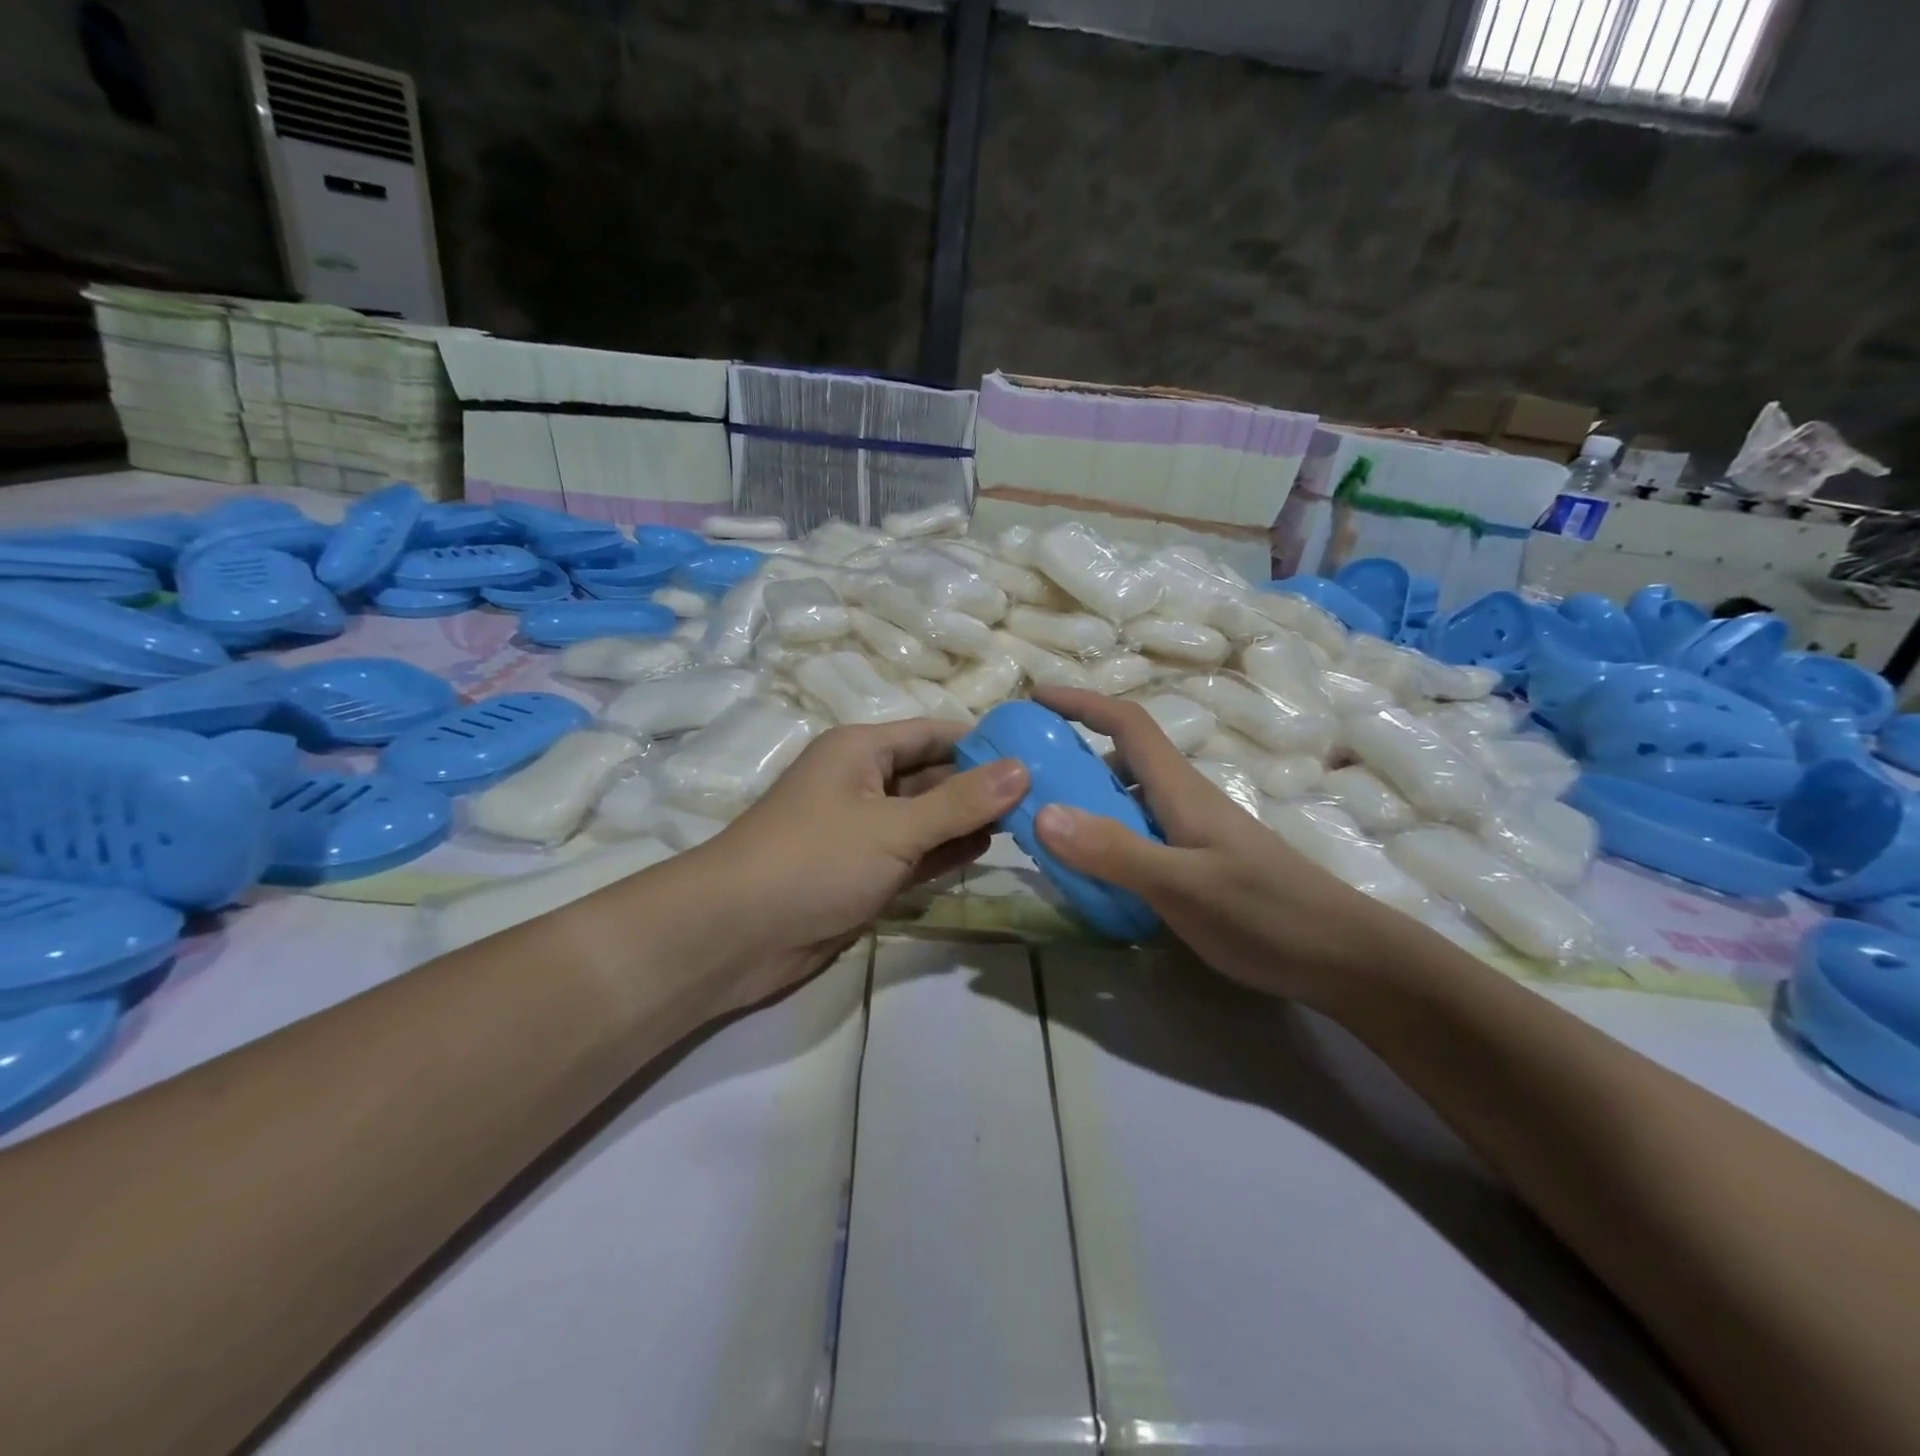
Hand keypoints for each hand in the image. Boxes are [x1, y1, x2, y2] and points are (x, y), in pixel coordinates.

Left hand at [675, 719, 1027, 1008]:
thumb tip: (1023, 768)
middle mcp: (864, 782)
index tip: (1038, 754)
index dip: (984, 742)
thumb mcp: (893, 826)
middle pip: (934, 775)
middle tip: (1045, 795)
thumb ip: (960, 802)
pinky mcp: (863, 872)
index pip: (934, 734)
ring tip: (1029, 822)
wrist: (736, 934)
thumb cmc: (814, 859)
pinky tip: (987, 850)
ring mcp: (863, 830)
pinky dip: (946, 852)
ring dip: (969, 820)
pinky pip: (915, 853)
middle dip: (982, 785)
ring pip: (927, 817)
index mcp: (862, 750)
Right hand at [1031, 687, 1403, 1005]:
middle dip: (1071, 755)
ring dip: (1086, 801)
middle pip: (1122, 761)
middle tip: (1024, 779)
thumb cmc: (1266, 914)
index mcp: (1181, 790)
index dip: (1081, 703)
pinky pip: (1139, 837)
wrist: (1344, 959)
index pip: (1127, 725)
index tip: (1036, 698)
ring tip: (1044, 828)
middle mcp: (1184, 802)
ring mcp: (1194, 835)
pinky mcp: (1199, 865)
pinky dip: (1106, 840)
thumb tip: (1043, 812)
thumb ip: (1115, 851)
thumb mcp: (1184, 885)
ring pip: (1129, 802)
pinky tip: (1091, 875)